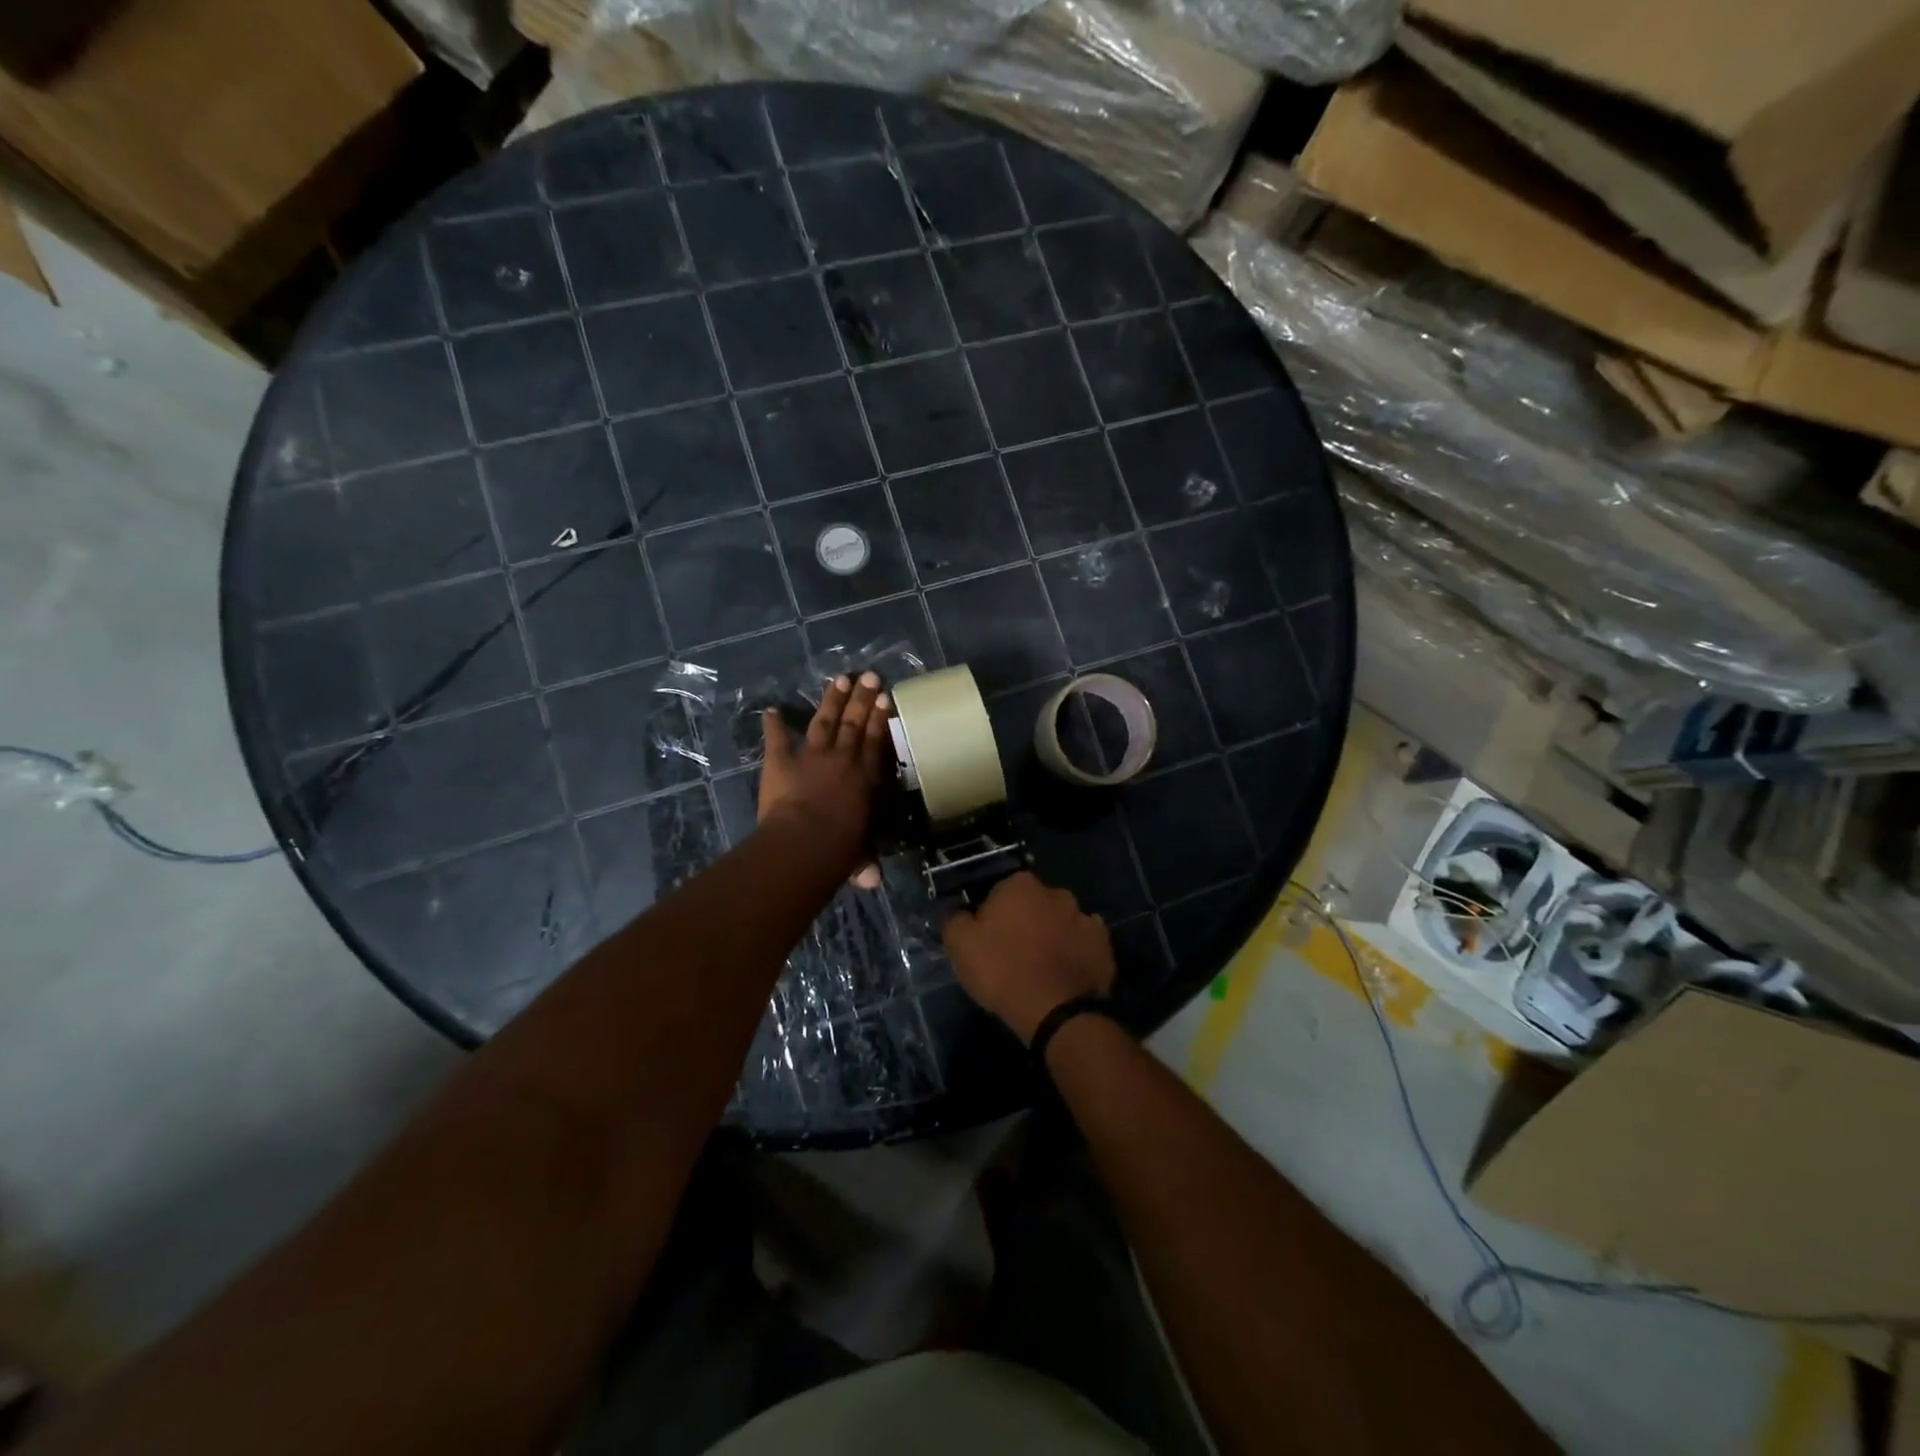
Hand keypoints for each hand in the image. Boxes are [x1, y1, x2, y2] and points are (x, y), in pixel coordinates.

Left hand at [759, 671, 890, 888]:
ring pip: (826, 721)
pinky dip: (774, 724)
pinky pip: (778, 738)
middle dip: (863, 699)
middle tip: (870, 676)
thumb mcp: (857, 856)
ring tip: (841, 679)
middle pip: (855, 724)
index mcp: (866, 780)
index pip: (877, 743)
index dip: (881, 720)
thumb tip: (873, 881)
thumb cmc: (840, 850)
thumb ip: (863, 862)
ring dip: (832, 700)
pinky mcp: (781, 760)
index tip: (886, 699)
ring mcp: (812, 756)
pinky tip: (772, 710)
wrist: (806, 841)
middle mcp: (844, 760)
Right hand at [943, 872, 1115, 1043]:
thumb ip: (954, 919)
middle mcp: (1056, 892)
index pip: (1000, 891)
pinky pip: (1082, 943)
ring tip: (1041, 969)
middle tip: (1013, 954)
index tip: (987, 938)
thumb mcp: (960, 945)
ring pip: (1060, 922)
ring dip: (1052, 936)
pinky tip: (1064, 975)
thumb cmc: (1003, 971)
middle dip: (1025, 921)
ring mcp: (1084, 917)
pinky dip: (1074, 953)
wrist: (1057, 1011)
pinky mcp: (1104, 944)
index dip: (992, 914)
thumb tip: (959, 913)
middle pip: (1033, 903)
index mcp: (1021, 884)